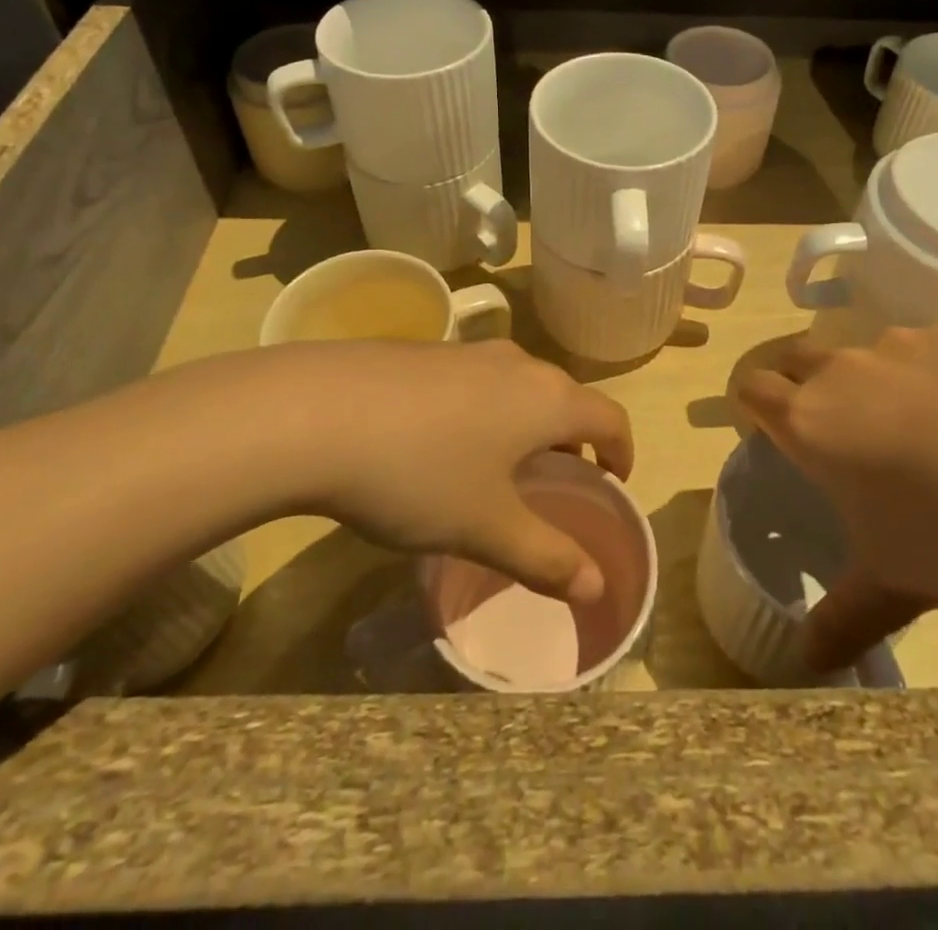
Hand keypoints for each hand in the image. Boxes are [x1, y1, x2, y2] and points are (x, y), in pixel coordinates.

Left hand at [133, 339, 632, 606]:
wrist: (315, 413)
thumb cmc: (420, 473)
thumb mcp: (486, 528)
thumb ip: (546, 558)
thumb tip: (596, 587)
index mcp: (547, 399)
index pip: (611, 418)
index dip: (622, 453)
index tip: (613, 484)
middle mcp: (517, 363)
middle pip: (564, 398)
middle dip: (572, 440)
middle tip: (555, 483)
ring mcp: (467, 351)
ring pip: (518, 387)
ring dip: (525, 424)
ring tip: (498, 467)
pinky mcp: (423, 351)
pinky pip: (475, 381)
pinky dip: (483, 410)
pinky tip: (439, 444)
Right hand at [736, 322, 937, 672]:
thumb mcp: (896, 584)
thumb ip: (843, 618)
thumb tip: (806, 662)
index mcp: (811, 422)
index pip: (751, 389)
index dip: (752, 404)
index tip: (772, 429)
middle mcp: (842, 370)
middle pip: (797, 358)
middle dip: (805, 386)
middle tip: (843, 432)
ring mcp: (899, 343)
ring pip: (864, 352)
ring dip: (873, 380)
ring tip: (924, 428)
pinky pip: (927, 347)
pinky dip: (935, 371)